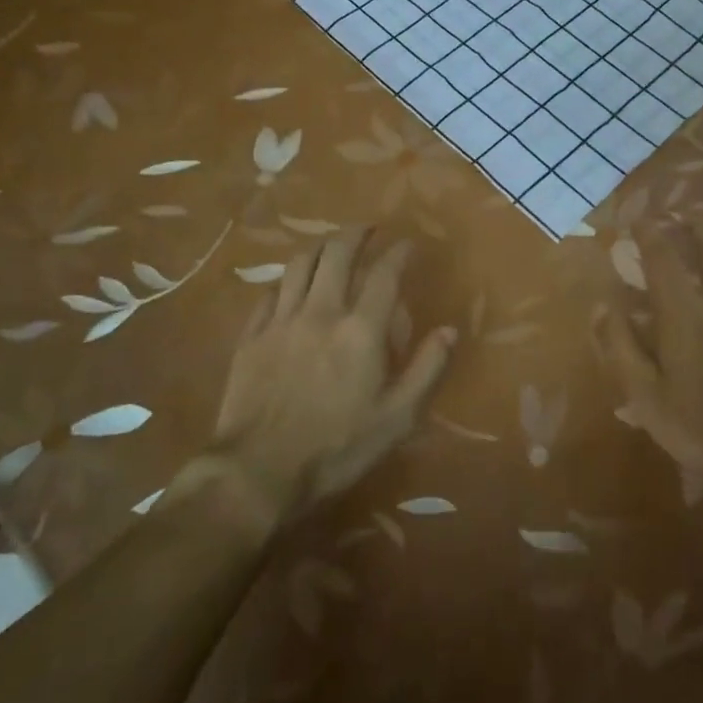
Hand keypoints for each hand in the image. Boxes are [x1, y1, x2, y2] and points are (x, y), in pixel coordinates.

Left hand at [208, 227, 455, 520]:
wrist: (257, 472)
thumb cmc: (336, 448)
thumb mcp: (397, 418)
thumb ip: (427, 369)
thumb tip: (450, 330)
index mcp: (361, 330)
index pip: (385, 274)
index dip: (399, 252)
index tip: (408, 244)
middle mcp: (321, 312)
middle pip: (338, 253)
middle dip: (356, 233)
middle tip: (369, 229)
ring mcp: (281, 321)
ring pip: (300, 264)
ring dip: (321, 246)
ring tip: (332, 244)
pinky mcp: (252, 336)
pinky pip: (269, 293)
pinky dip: (286, 280)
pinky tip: (291, 285)